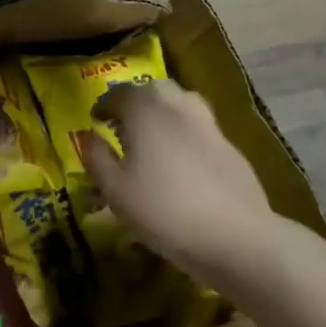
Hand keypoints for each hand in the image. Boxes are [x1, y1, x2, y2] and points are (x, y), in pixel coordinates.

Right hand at [77, 79, 273, 285]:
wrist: (237, 236)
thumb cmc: (164, 210)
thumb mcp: (115, 191)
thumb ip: (96, 158)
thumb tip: (88, 137)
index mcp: (145, 109)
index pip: (119, 94)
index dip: (104, 105)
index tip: (96, 119)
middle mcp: (177, 105)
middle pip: (153, 89)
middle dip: (136, 101)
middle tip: (124, 124)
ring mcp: (208, 123)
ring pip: (181, 103)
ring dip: (163, 111)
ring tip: (154, 137)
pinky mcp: (230, 146)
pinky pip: (199, 128)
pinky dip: (185, 133)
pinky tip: (182, 162)